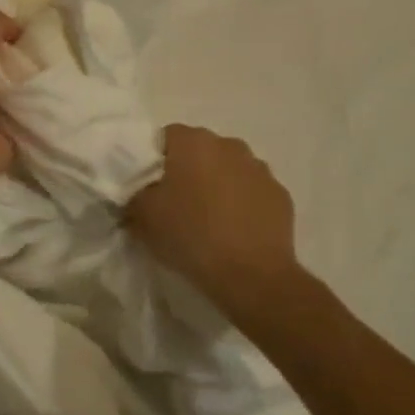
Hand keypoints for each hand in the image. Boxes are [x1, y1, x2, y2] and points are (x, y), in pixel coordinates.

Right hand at [125, 125, 301, 321]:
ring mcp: (259, 168)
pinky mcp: (280, 194)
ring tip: (210, 220)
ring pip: (229, 169)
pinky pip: (253, 192)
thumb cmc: (191, 236)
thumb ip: (134, 195)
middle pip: (200, 151)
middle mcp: (229, 144)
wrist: (252, 276)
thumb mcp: (144, 218)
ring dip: (219, 185)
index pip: (166, 138)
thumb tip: (135, 192)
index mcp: (193, 141)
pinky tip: (237, 231)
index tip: (151, 188)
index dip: (155, 162)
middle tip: (178, 204)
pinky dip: (244, 204)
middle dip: (190, 171)